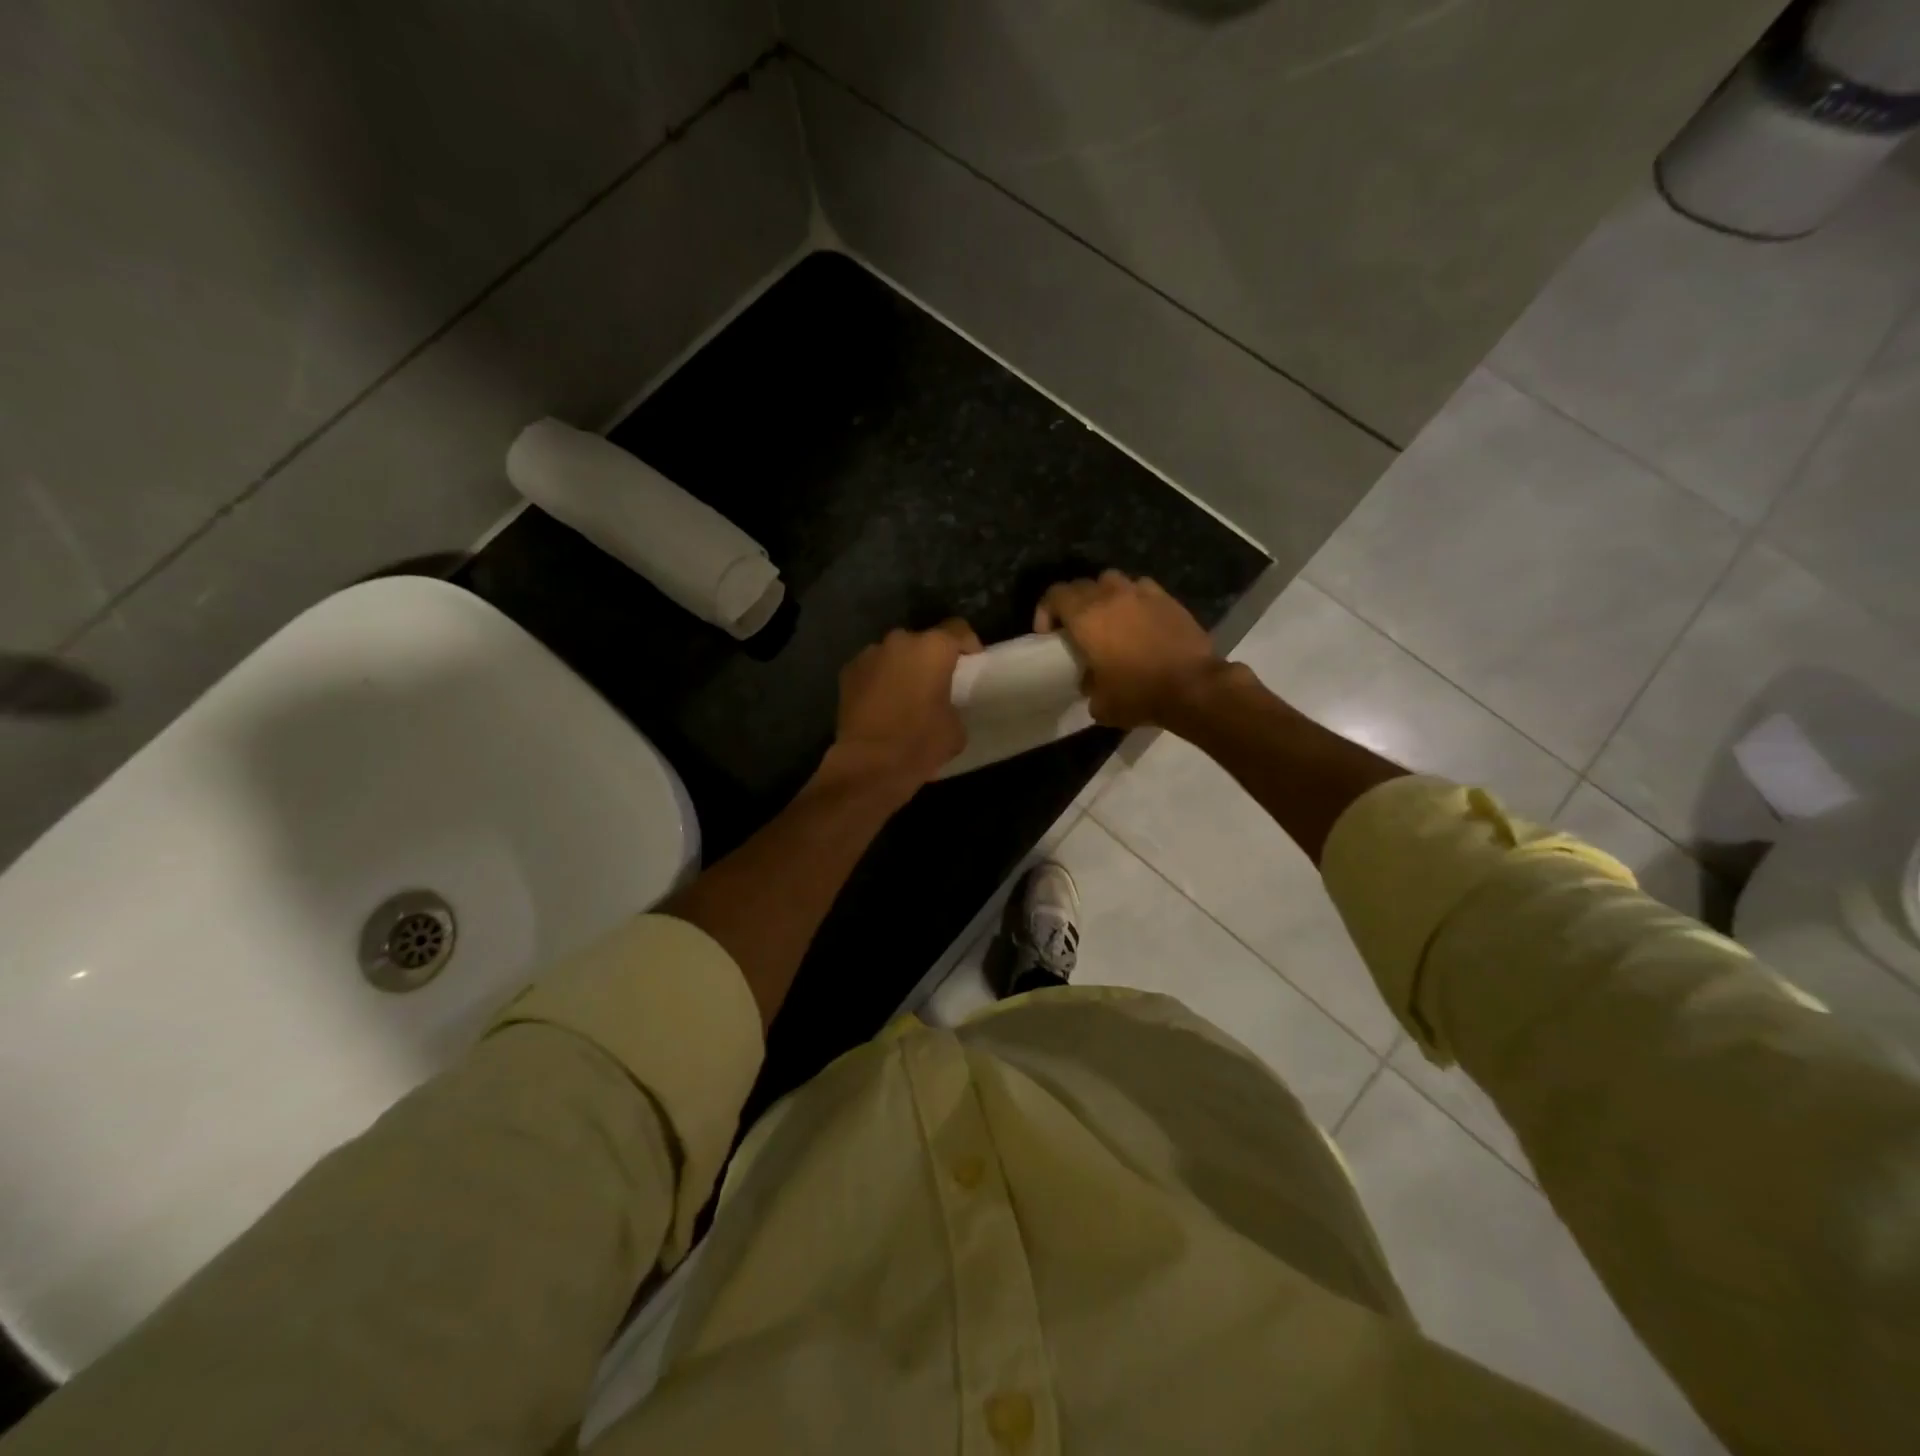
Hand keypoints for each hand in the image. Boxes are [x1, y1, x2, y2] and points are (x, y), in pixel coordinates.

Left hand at [828, 620, 982, 794]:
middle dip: (930, 658)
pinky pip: (871, 669)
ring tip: (905, 696)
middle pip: (922, 641)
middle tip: (935, 683)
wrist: (869, 765)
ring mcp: (869, 654)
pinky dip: (879, 680)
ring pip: (894, 654)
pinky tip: (881, 704)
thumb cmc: (920, 743)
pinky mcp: (847, 672)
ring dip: (902, 668)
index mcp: (933, 649)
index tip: (972, 662)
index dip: (968, 643)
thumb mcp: (955, 728)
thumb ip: (952, 704)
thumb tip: (943, 706)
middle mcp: (900, 641)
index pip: (958, 629)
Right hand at [1036, 571, 1222, 728]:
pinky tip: (1139, 619)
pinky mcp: (1167, 599)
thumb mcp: (1100, 703)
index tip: (1049, 636)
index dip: (1045, 612)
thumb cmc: (1138, 694)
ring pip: (1112, 580)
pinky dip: (1134, 599)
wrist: (1193, 687)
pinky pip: (1141, 589)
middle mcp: (1111, 595)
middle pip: (1081, 584)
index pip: (1054, 595)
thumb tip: (1090, 680)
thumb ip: (1088, 685)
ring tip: (1108, 619)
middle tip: (1076, 629)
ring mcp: (1142, 593)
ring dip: (1103, 595)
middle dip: (1073, 603)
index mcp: (1086, 616)